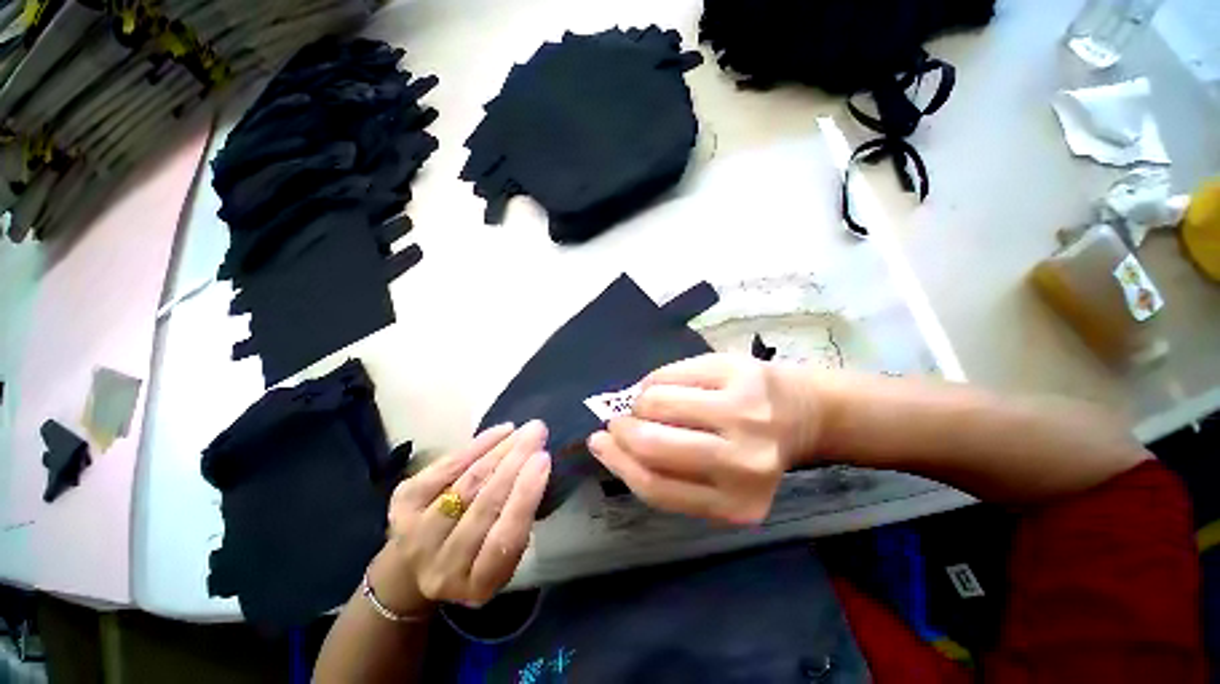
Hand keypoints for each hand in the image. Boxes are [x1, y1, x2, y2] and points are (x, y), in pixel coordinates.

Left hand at [372, 421, 550, 612]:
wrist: (416, 562)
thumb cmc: (477, 551)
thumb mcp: (504, 552)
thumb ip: (518, 520)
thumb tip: (538, 466)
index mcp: (478, 584)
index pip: (506, 538)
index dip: (525, 495)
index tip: (543, 459)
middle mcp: (442, 568)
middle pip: (483, 507)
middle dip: (514, 463)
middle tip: (537, 433)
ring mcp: (416, 536)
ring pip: (465, 485)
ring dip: (498, 451)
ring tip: (521, 430)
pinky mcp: (402, 505)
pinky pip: (444, 468)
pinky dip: (475, 446)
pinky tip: (500, 432)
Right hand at [588, 354, 818, 524]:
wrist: (804, 411)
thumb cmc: (751, 449)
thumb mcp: (715, 480)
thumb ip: (668, 471)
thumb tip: (611, 444)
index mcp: (735, 504)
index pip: (656, 487)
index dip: (618, 463)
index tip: (600, 444)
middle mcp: (743, 464)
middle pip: (654, 446)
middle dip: (623, 431)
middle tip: (618, 422)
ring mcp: (743, 413)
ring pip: (657, 403)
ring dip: (640, 402)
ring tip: (646, 403)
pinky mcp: (737, 372)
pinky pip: (672, 374)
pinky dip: (655, 381)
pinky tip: (662, 386)